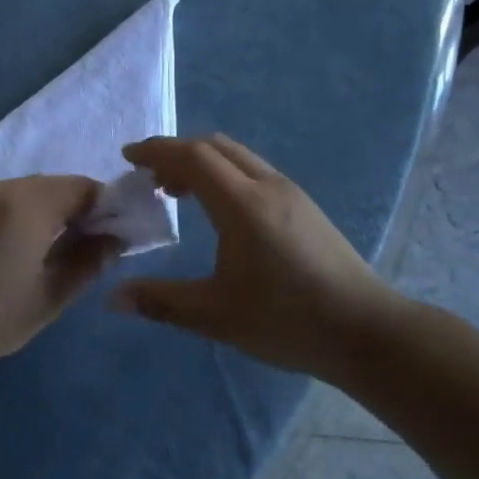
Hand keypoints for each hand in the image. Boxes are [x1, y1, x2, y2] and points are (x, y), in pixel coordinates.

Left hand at [0, 176, 118, 375]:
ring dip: (53, 213)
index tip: (115, 238)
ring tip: (57, 253)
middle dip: (80, 210)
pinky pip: (7, 200)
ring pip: (32, 192)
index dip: (107, 208)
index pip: (84, 187)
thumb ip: (88, 262)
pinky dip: (26, 215)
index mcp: (28, 203)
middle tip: (90, 249)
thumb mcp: (50, 296)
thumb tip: (115, 240)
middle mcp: (3, 188)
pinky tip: (24, 250)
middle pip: (57, 185)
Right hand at [111, 135, 415, 377]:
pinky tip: (219, 211)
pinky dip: (225, 175)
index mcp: (242, 203)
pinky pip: (253, 171)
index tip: (128, 157)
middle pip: (215, 147)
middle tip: (149, 179)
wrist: (366, 332)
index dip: (156, 151)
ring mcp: (291, 193)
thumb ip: (160, 302)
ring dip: (202, 163)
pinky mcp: (305, 207)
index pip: (192, 156)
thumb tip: (112, 298)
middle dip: (176, 153)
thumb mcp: (215, 315)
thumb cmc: (286, 320)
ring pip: (238, 157)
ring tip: (178, 193)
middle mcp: (267, 185)